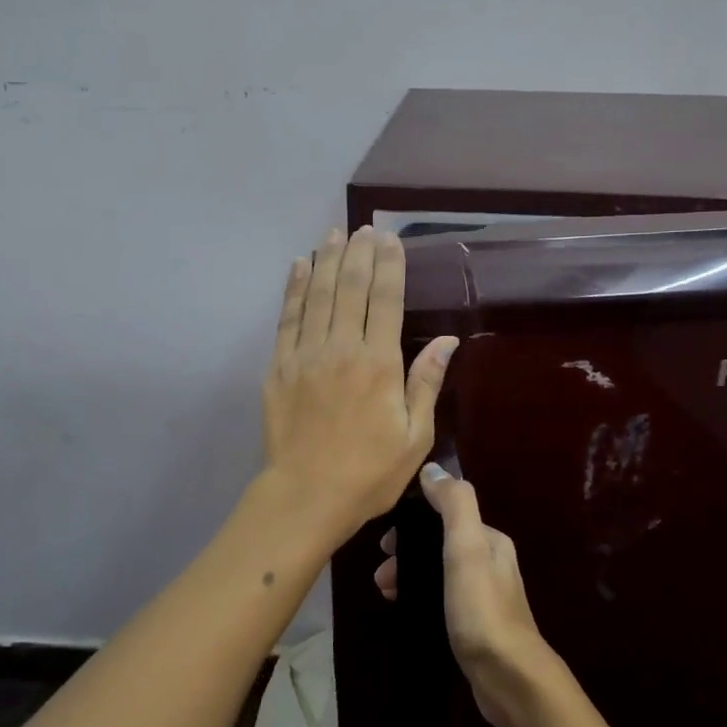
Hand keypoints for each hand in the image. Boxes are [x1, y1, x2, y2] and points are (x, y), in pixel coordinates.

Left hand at [262, 226, 457, 545]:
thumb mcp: (414, 437)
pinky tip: (300, 266)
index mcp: (379, 365)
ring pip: (318, 295)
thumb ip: (426, 383)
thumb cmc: (369, 473)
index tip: (390, 239)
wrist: (305, 498)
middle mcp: (341, 349)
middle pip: (351, 288)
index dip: (389, 266)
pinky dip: (294, 288)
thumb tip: (447, 341)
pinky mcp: (278, 367)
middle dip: (359, 253)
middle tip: (364, 228)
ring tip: (335, 234)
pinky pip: (287, 318)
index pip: (386, 301)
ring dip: (327, 260)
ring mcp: (305, 355)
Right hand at [376, 464, 554, 726]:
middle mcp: (490, 563)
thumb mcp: (467, 547)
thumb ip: (453, 503)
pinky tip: (404, 609)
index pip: (447, 515)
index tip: (385, 540)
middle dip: (408, 550)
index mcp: (490, 540)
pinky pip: (440, 598)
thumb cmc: (482, 607)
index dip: (414, 520)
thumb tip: (431, 469)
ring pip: (438, 572)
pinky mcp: (474, 626)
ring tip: (385, 591)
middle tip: (382, 571)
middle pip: (440, 543)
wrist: (509, 677)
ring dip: (410, 574)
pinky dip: (419, 597)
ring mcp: (483, 597)